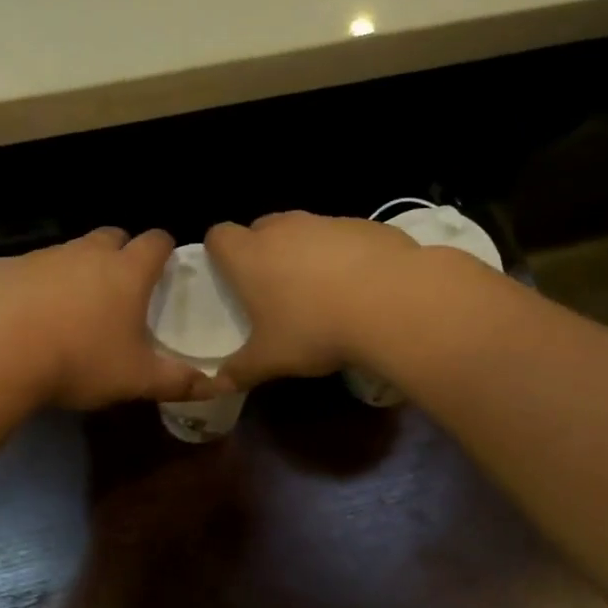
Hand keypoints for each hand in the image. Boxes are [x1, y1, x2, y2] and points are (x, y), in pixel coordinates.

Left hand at [0, 228, 215, 409]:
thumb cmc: (80, 361)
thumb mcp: (136, 380)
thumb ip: (177, 381)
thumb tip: (214, 386)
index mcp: (126, 273)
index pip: (156, 241)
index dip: (163, 250)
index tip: (163, 267)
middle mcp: (86, 253)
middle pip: (111, 237)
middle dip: (119, 254)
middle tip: (118, 290)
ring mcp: (43, 256)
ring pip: (68, 252)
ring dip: (76, 271)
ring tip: (71, 310)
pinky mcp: (4, 267)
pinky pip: (27, 270)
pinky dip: (33, 286)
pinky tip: (25, 317)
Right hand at [204, 212, 421, 388]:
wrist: (392, 303)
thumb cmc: (315, 330)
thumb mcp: (271, 360)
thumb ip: (240, 371)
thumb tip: (216, 385)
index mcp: (250, 256)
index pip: (219, 236)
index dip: (220, 254)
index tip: (231, 278)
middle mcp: (283, 229)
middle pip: (260, 228)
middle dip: (262, 253)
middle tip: (274, 291)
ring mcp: (325, 222)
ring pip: (302, 231)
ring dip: (303, 253)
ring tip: (320, 292)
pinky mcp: (364, 225)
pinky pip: (341, 237)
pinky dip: (342, 255)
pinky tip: (359, 287)